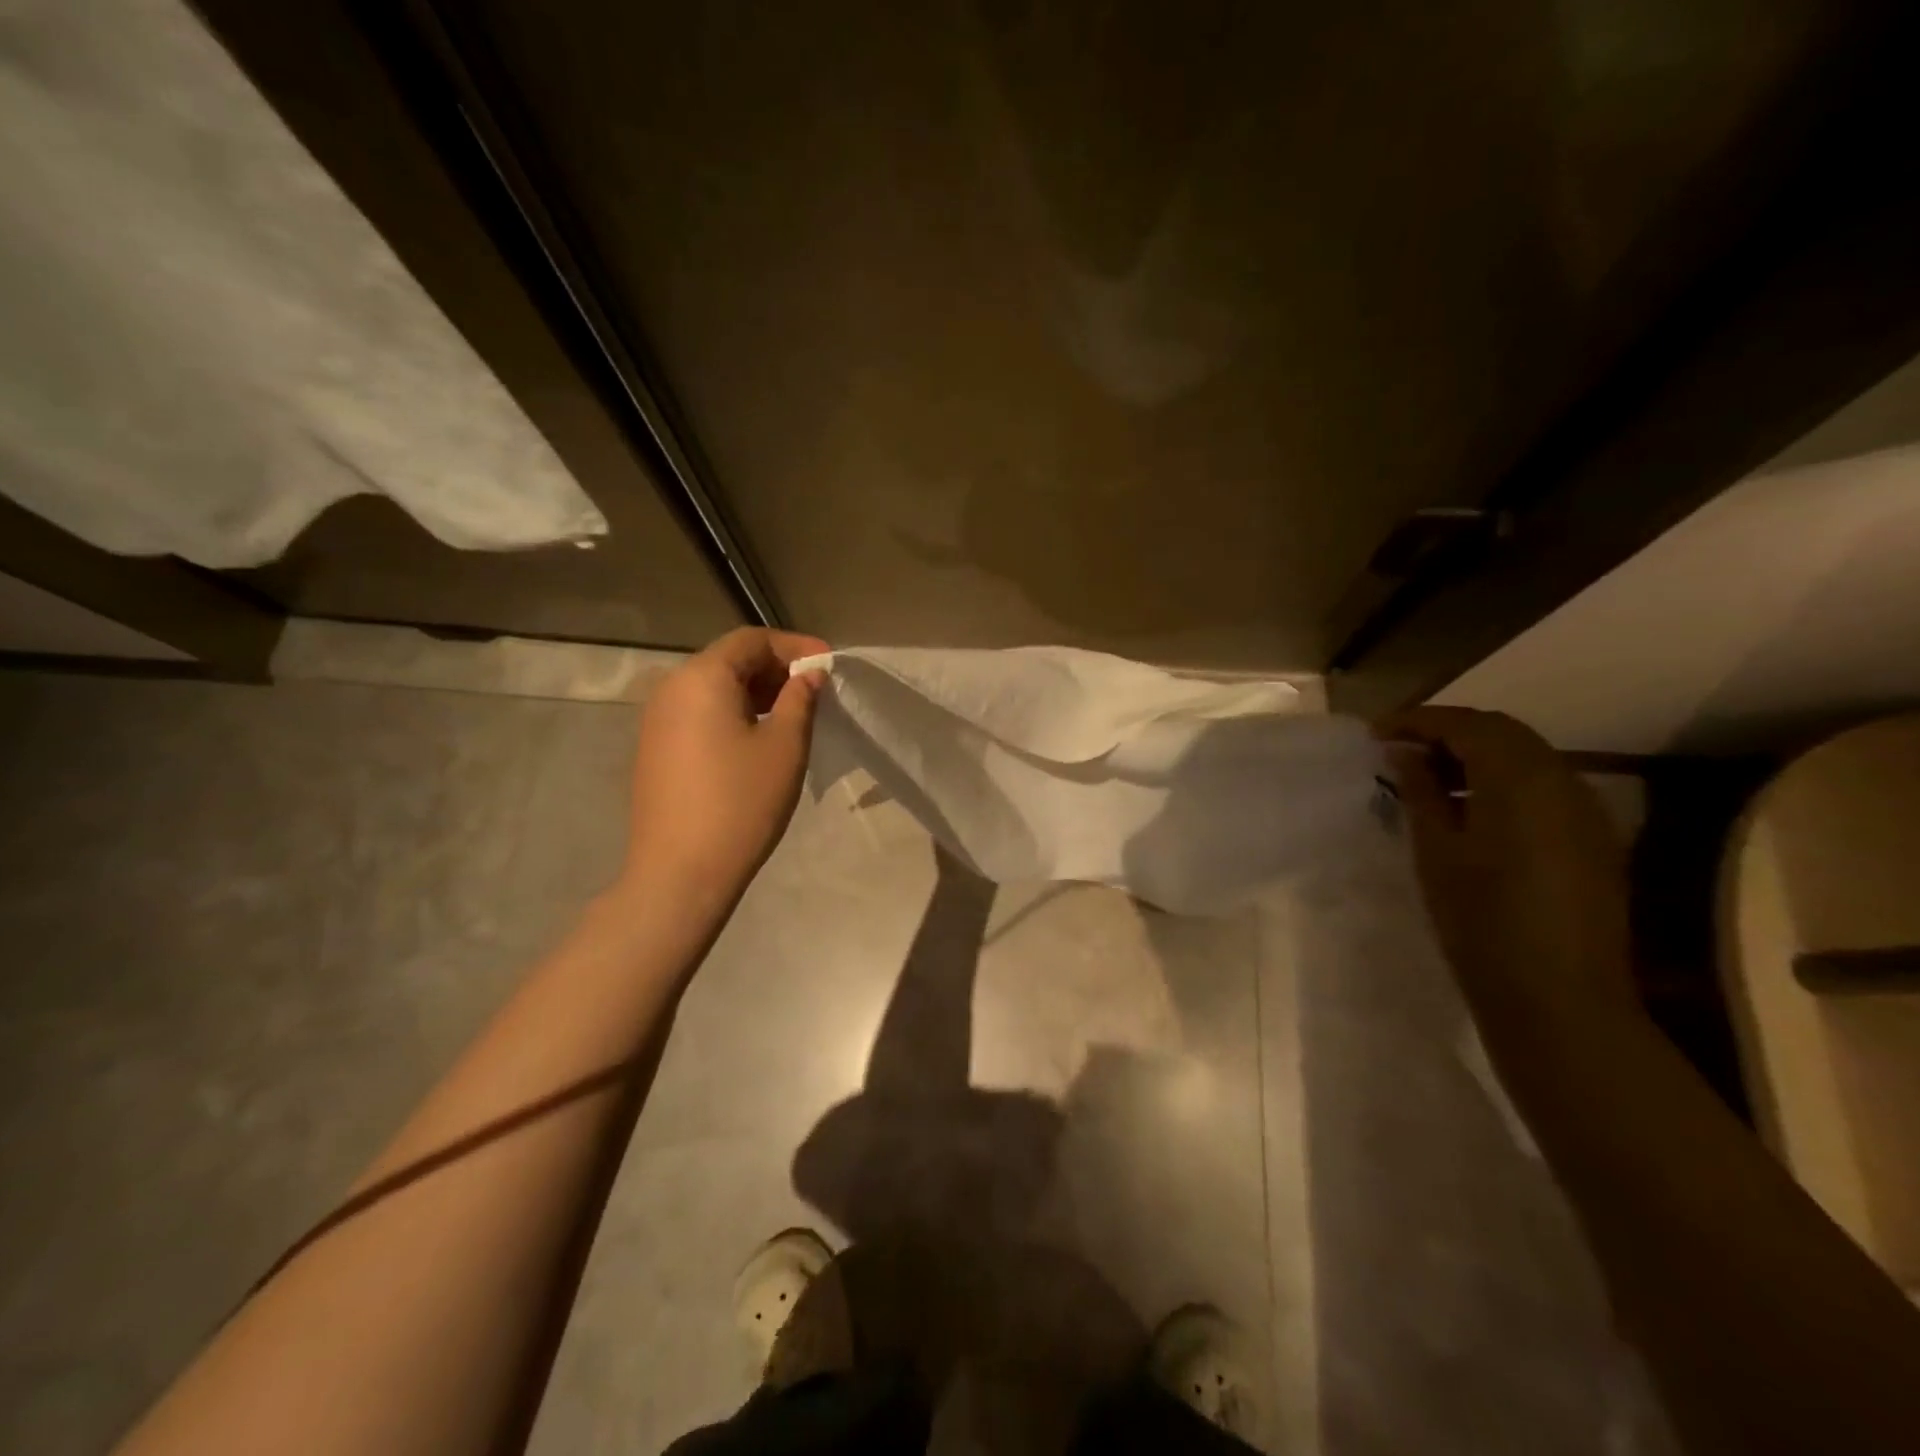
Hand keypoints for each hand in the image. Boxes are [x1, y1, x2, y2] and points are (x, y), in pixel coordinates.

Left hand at [621, 628, 829, 907]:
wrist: (679, 872)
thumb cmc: (741, 803)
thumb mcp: (784, 746)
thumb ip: (799, 700)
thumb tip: (809, 675)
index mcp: (702, 677)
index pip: (751, 640)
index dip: (795, 646)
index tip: (828, 664)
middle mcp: (671, 688)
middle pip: (729, 660)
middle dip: (775, 668)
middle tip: (815, 690)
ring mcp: (657, 720)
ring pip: (713, 688)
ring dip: (755, 692)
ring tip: (792, 714)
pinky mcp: (655, 748)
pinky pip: (699, 713)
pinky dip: (732, 712)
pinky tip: (757, 738)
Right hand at [1379, 706, 1637, 1020]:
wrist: (1558, 997)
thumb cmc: (1481, 920)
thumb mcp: (1436, 850)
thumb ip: (1421, 791)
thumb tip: (1404, 754)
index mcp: (1521, 779)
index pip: (1467, 725)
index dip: (1418, 720)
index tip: (1375, 733)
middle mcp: (1563, 780)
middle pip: (1502, 732)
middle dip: (1447, 732)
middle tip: (1398, 750)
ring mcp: (1586, 810)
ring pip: (1526, 757)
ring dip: (1476, 755)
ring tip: (1427, 776)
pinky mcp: (1592, 838)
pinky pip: (1543, 786)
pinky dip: (1502, 780)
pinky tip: (1470, 808)